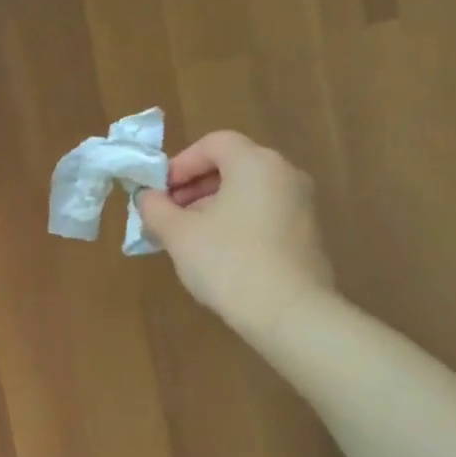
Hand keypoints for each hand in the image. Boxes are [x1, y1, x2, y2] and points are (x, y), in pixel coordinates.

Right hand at [136, 132, 335, 344]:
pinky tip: (218, 254)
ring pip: (247, 192)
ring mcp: (302, 205)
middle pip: (232, 165)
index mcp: (255, 163)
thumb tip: (147, 197)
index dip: (180, 163)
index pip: (213, 143)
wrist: (289, 313)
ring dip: (212, 206)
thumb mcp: (178, 234)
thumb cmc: (228, 261)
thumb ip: (156, 208)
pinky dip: (236, 222)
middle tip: (168, 215)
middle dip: (194, 186)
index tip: (160, 193)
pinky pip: (264, 214)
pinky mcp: (307, 234)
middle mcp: (285, 174)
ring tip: (188, 238)